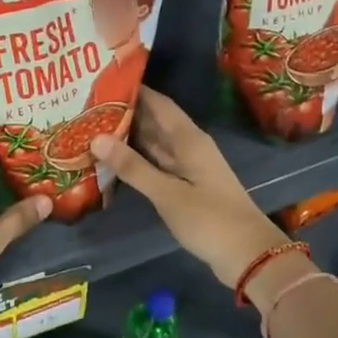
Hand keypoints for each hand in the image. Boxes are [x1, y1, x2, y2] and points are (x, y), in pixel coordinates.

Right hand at [92, 87, 288, 287]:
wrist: (248, 255)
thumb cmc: (210, 219)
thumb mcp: (167, 193)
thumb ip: (132, 167)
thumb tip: (96, 138)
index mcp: (189, 139)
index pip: (159, 103)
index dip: (134, 91)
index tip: (103, 82)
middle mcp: (189, 146)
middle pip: (155, 122)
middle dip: (125, 113)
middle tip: (88, 107)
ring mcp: (189, 167)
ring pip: (155, 144)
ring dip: (129, 138)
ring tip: (93, 129)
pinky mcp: (187, 187)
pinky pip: (157, 164)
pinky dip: (137, 160)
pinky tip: (114, 161)